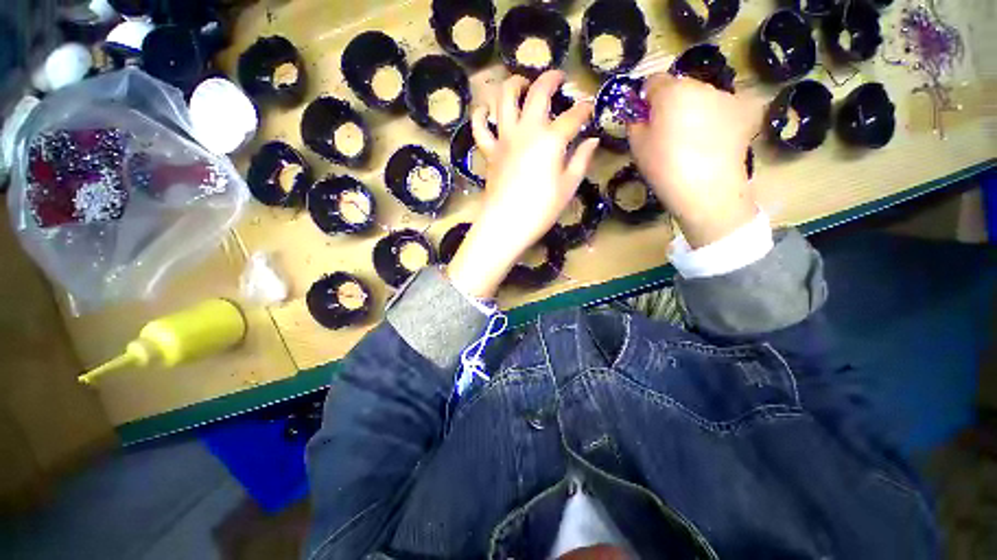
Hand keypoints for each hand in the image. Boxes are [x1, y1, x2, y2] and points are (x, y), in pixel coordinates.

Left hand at [447, 71, 597, 298]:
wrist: (506, 225)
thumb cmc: (540, 210)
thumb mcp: (568, 188)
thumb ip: (581, 160)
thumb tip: (592, 141)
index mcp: (551, 140)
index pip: (573, 116)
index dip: (584, 110)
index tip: (589, 110)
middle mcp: (527, 130)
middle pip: (538, 92)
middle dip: (551, 79)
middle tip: (558, 78)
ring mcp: (504, 139)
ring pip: (504, 98)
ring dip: (514, 84)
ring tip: (522, 83)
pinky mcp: (489, 152)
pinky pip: (480, 128)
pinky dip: (480, 115)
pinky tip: (486, 110)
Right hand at [629, 75, 760, 247]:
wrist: (707, 189)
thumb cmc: (664, 167)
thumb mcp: (637, 146)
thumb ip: (634, 122)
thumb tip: (639, 114)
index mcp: (671, 91)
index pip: (653, 81)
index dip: (645, 99)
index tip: (643, 118)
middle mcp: (701, 85)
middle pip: (680, 88)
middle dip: (671, 104)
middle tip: (666, 133)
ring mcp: (726, 98)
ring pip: (702, 98)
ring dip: (693, 110)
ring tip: (691, 140)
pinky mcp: (744, 113)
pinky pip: (722, 110)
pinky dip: (715, 120)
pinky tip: (711, 142)